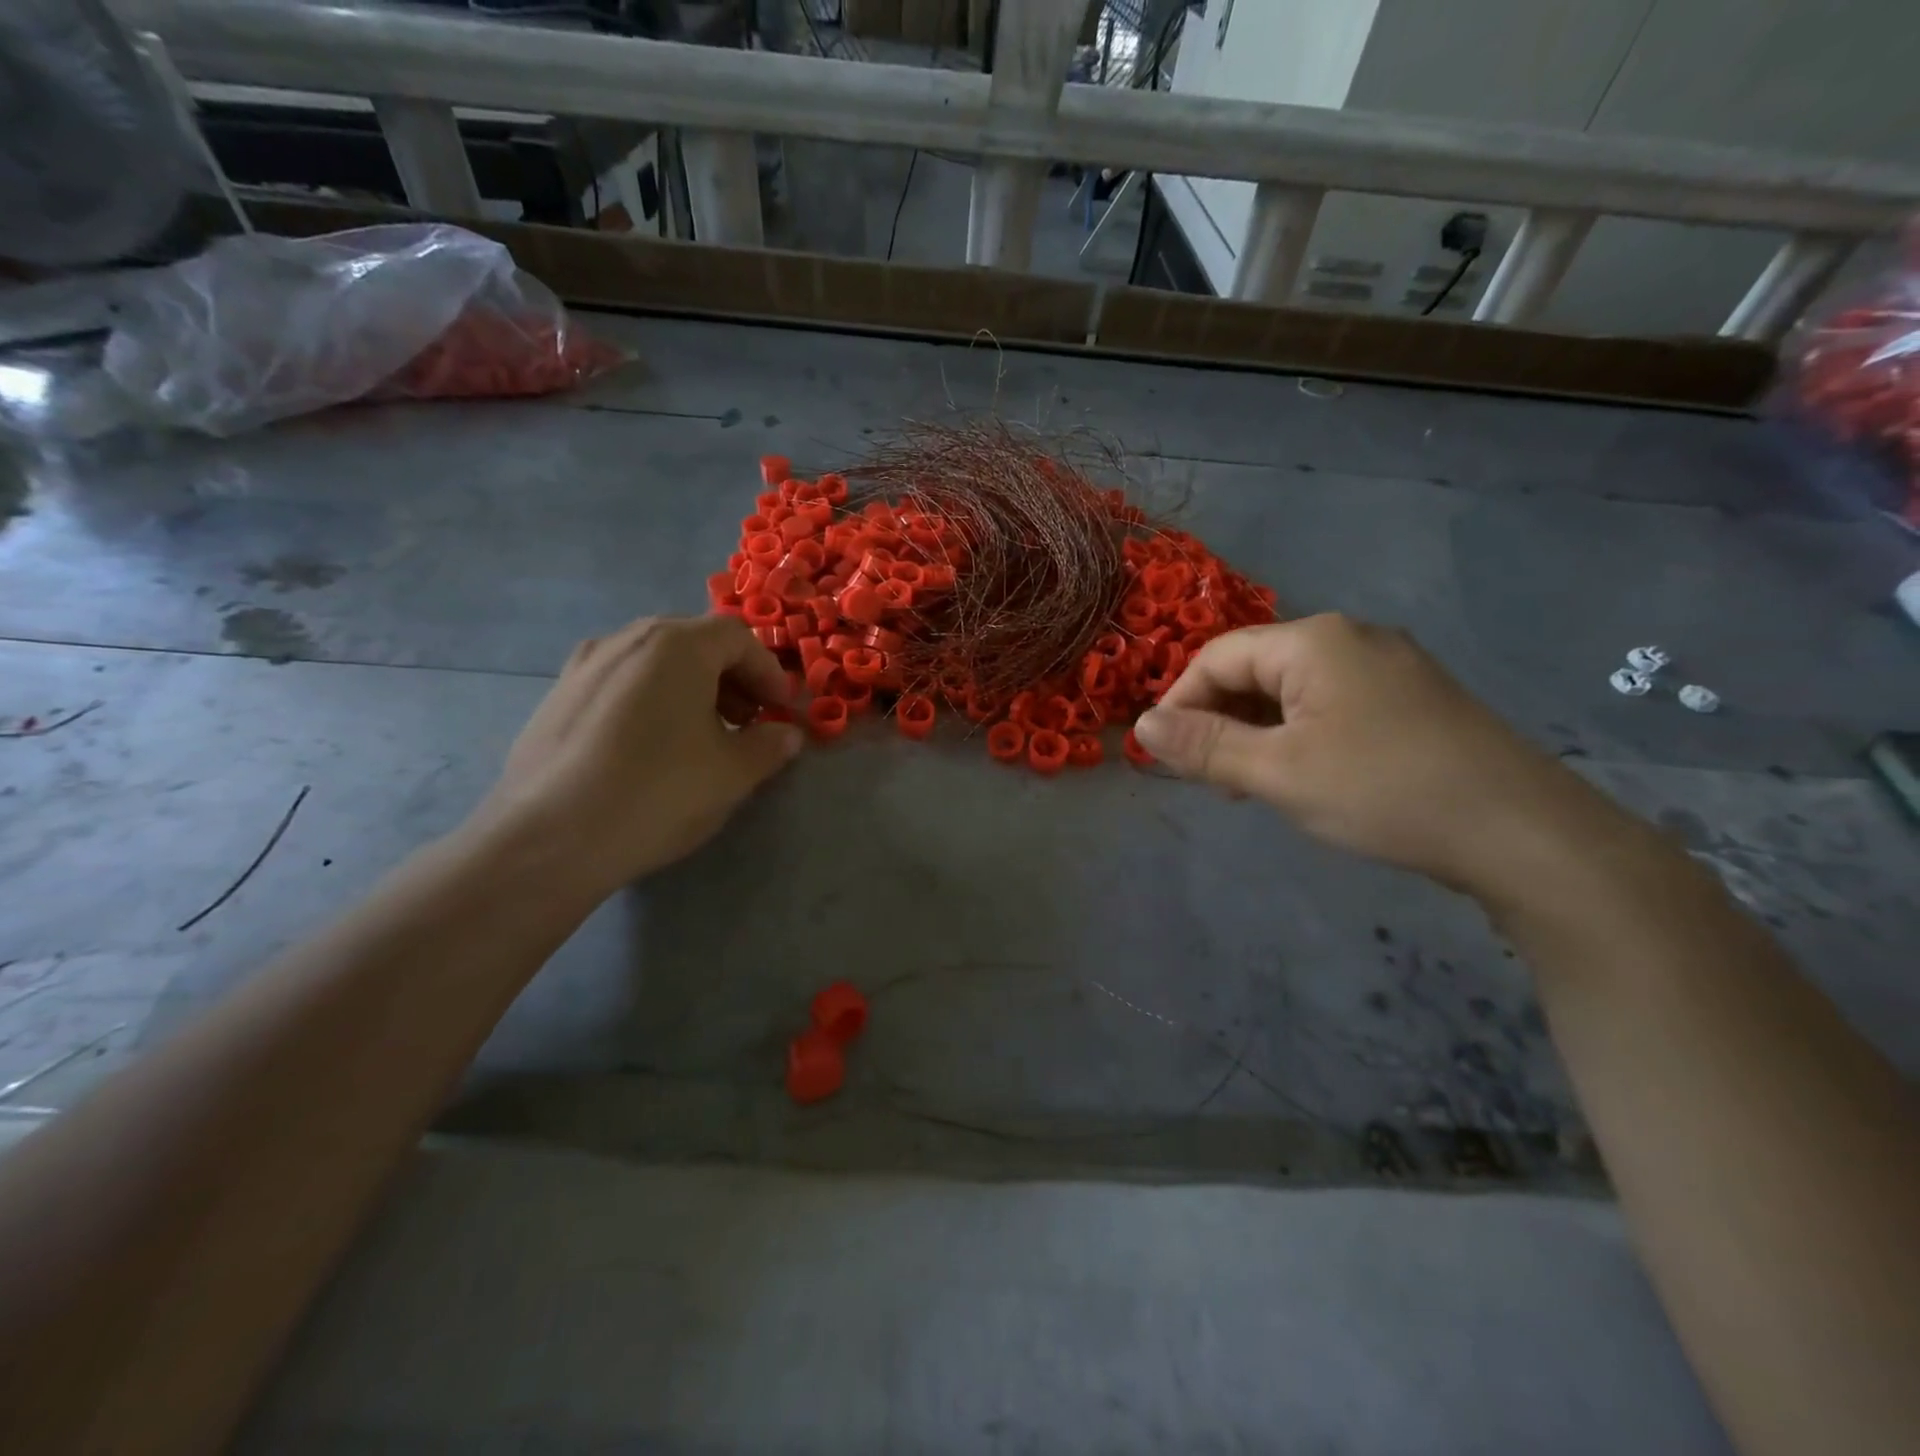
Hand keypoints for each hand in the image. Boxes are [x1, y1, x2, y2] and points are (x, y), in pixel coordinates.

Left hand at [466, 615, 801, 894]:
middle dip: (730, 676)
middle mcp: (626, 639)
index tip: (781, 710)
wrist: (550, 839)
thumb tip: (786, 734)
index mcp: (676, 646)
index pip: (737, 637)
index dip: (768, 671)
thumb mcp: (733, 773)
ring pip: (653, 661)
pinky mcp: (556, 697)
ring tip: (701, 734)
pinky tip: (650, 747)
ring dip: (690, 687)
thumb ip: (769, 745)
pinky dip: (650, 699)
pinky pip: (619, 683)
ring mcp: (583, 665)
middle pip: (693, 642)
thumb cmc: (658, 792)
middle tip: (746, 719)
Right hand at [1132, 614, 1598, 896]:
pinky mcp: (1411, 698)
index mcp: (1314, 641)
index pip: (1218, 656)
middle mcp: (1350, 638)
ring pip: (1293, 689)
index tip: (1164, 754)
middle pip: (1256, 668)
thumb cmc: (1383, 791)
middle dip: (1220, 718)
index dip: (1180, 701)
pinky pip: (1331, 704)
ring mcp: (1388, 666)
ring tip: (1248, 783)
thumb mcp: (1278, 772)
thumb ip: (1204, 746)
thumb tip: (1140, 724)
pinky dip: (1298, 734)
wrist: (1521, 832)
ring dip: (1257, 730)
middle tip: (1208, 777)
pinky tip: (1302, 774)